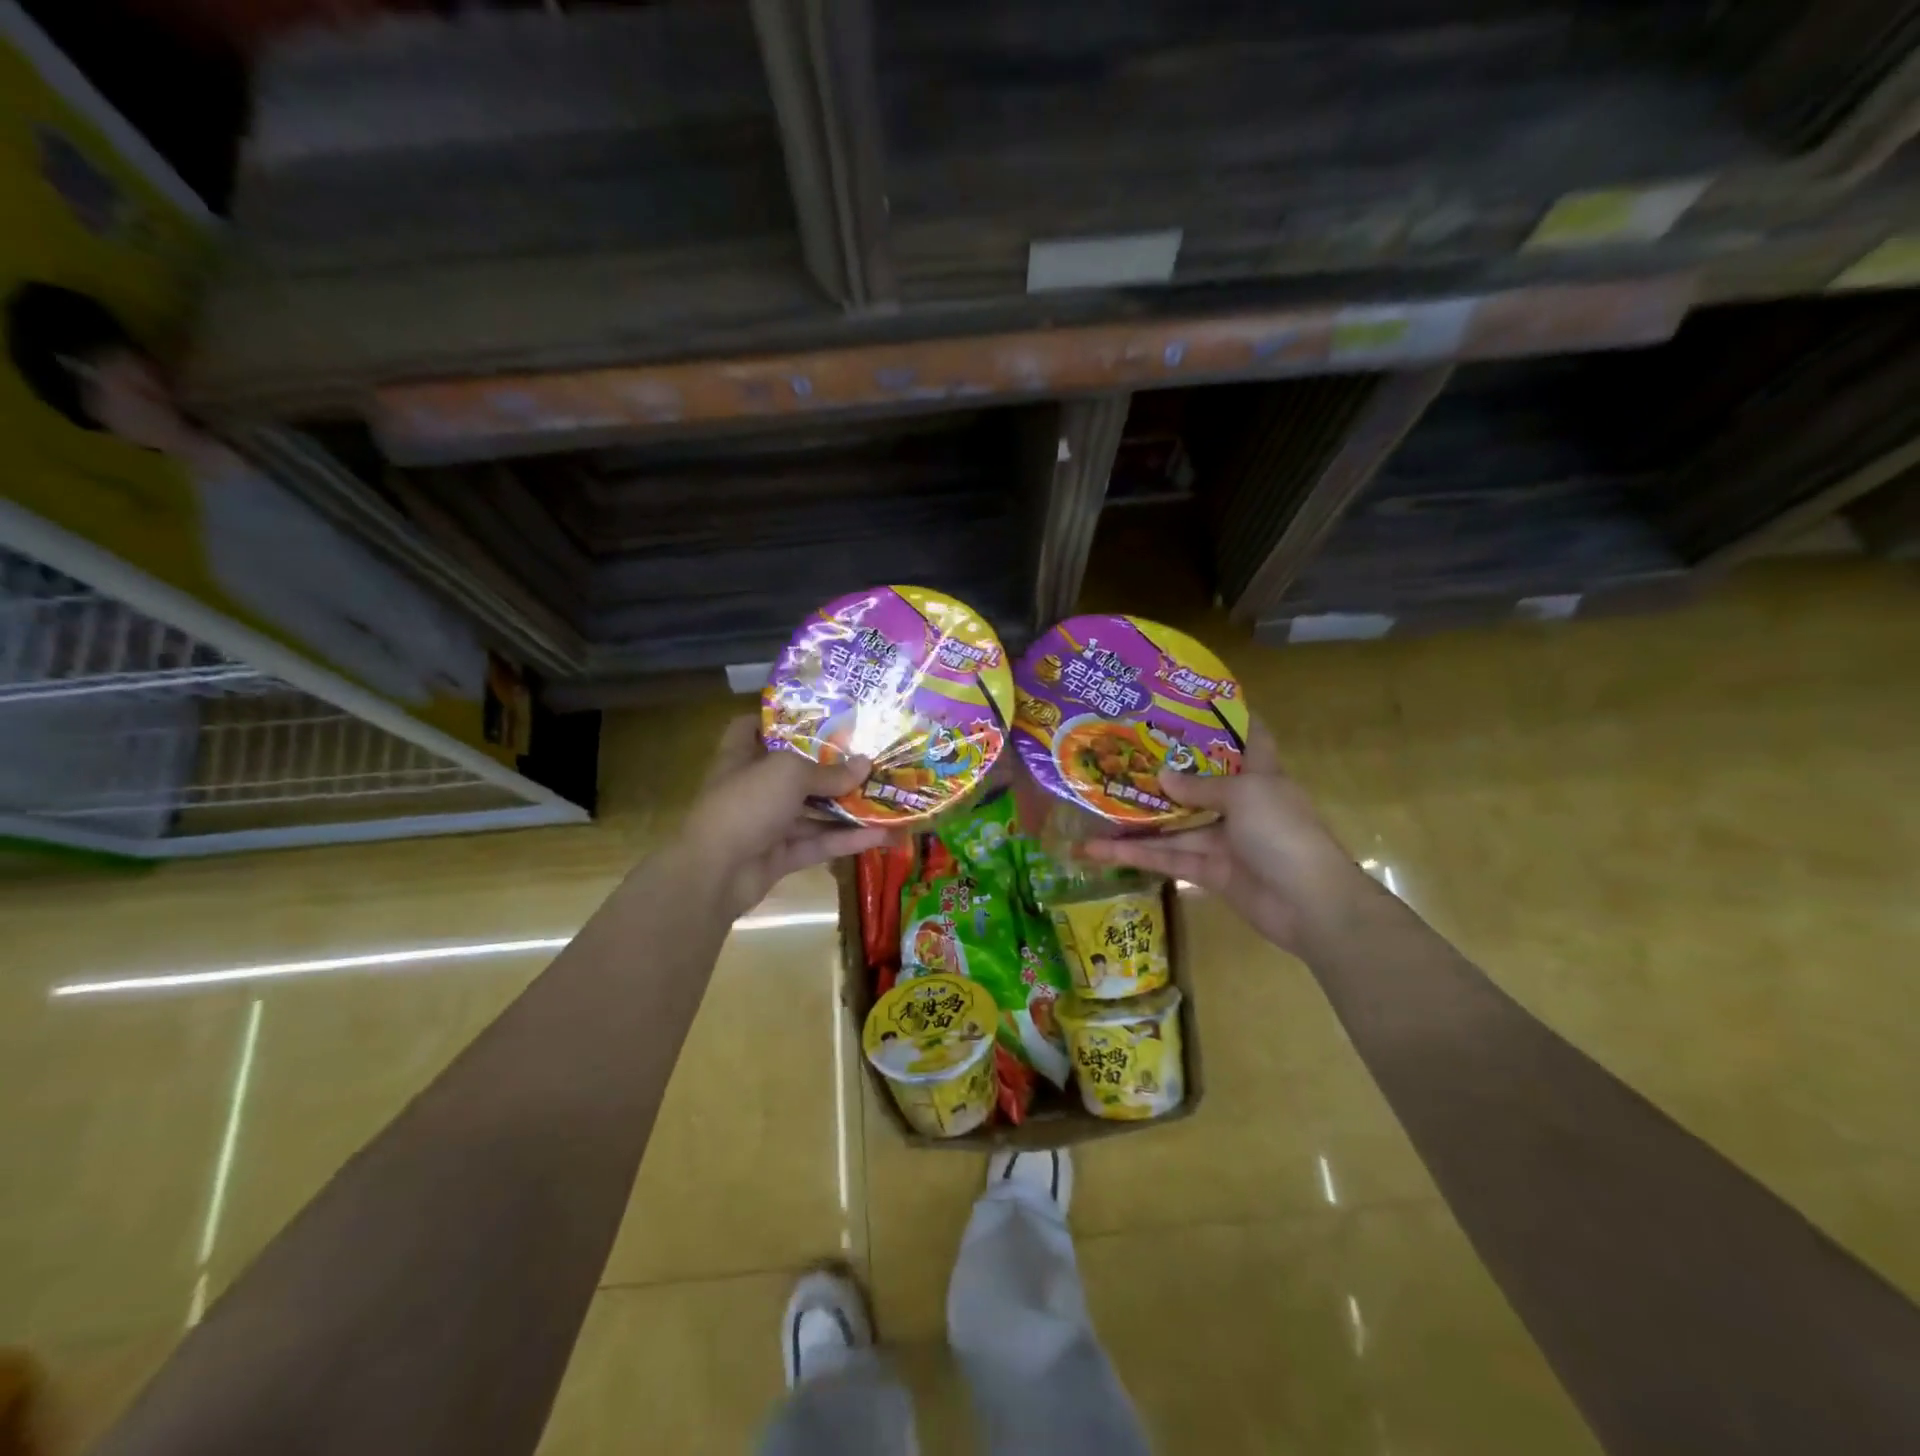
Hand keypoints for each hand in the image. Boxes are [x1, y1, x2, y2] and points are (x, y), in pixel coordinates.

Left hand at [684, 716, 896, 916]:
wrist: (714, 873)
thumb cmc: (746, 804)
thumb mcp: (789, 774)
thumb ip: (828, 771)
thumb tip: (866, 764)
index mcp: (742, 757)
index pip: (751, 727)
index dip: (777, 718)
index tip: (814, 714)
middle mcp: (754, 787)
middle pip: (794, 772)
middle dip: (830, 767)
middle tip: (869, 756)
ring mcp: (766, 824)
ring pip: (812, 811)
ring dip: (847, 807)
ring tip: (886, 798)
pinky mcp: (780, 856)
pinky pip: (818, 843)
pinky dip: (846, 840)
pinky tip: (882, 835)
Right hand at [1079, 719, 1371, 954]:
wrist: (1310, 905)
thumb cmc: (1283, 832)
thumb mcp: (1244, 795)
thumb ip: (1198, 786)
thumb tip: (1160, 776)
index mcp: (1260, 776)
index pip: (1250, 739)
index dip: (1229, 720)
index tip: (1195, 703)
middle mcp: (1241, 804)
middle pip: (1197, 784)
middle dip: (1162, 773)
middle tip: (1121, 756)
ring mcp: (1224, 840)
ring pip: (1173, 826)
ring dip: (1135, 822)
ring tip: (1094, 810)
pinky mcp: (1209, 872)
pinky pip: (1168, 858)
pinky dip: (1136, 856)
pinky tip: (1100, 851)